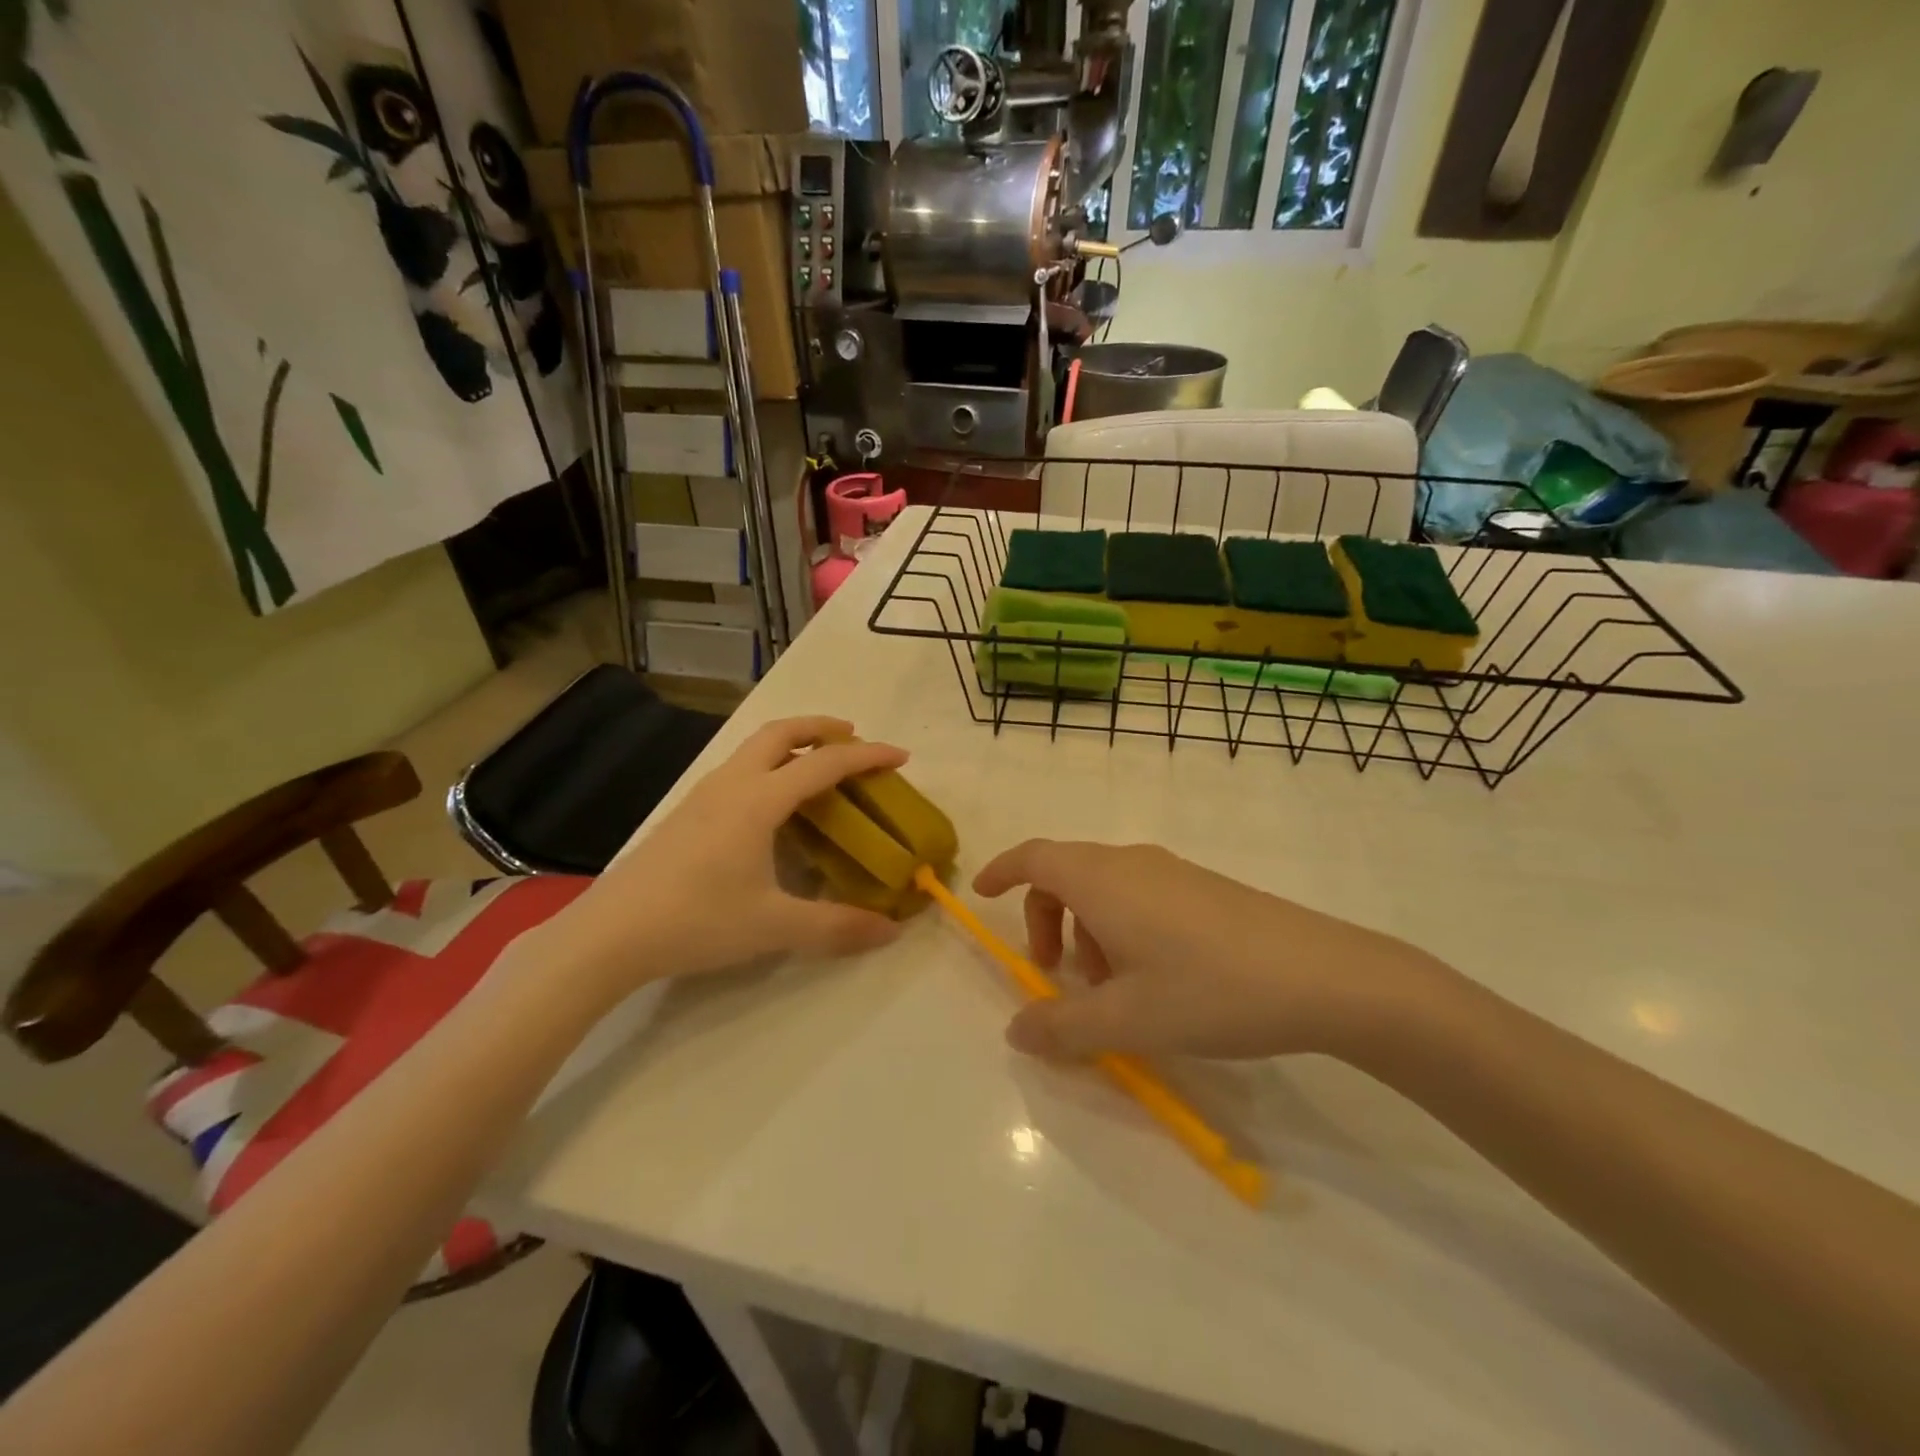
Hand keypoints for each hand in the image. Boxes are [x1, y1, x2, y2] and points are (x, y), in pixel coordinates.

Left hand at [542, 717, 908, 995]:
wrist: (608, 935)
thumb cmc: (696, 921)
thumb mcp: (773, 927)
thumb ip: (836, 927)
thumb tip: (891, 931)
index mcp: (759, 800)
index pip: (824, 763)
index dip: (867, 756)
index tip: (900, 756)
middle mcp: (732, 785)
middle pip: (781, 732)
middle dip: (822, 727)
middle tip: (854, 738)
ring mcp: (704, 796)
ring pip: (755, 748)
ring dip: (793, 744)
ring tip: (819, 768)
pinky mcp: (687, 814)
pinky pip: (740, 770)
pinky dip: (770, 767)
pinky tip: (774, 807)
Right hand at [972, 841, 1441, 1061]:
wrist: (1324, 976)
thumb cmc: (1210, 989)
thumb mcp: (1128, 1019)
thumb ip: (1063, 1027)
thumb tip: (1016, 1030)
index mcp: (1103, 880)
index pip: (1035, 856)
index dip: (1003, 871)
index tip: (982, 894)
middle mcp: (1132, 861)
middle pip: (1066, 873)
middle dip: (1045, 918)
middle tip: (1052, 973)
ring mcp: (1172, 871)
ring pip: (1105, 887)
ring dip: (1087, 930)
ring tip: (1109, 990)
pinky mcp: (1203, 888)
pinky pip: (1139, 895)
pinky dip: (1121, 927)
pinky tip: (1152, 979)